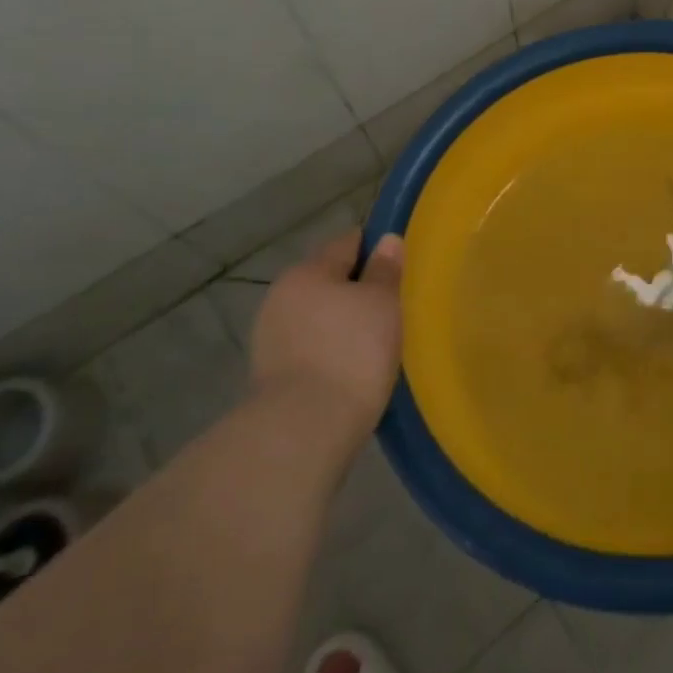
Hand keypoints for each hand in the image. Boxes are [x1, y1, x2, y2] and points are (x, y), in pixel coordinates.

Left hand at [250, 230, 402, 437]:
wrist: (303, 432)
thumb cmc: (351, 353)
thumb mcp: (382, 303)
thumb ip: (385, 269)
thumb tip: (387, 240)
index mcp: (308, 271)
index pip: (347, 242)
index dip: (376, 247)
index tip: (401, 265)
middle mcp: (282, 296)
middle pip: (329, 279)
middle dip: (358, 288)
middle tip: (394, 306)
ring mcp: (271, 337)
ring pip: (319, 315)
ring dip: (343, 322)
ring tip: (377, 341)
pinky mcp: (272, 374)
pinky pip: (311, 347)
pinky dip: (331, 350)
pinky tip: (354, 367)